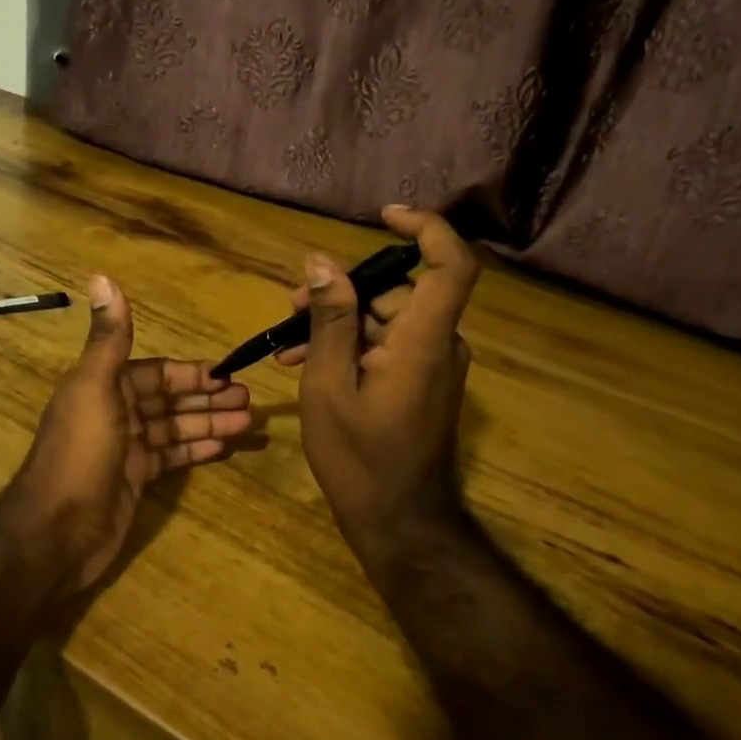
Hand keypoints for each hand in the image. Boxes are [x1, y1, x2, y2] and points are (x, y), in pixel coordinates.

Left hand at [5, 275, 251, 594]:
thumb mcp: (95, 387)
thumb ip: (109, 337)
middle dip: (208, 397)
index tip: (229, 374)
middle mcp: (116, 412)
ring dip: (209, 422)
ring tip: (248, 423)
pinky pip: (172, 458)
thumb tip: (101, 276)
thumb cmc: (81, 452)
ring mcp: (126, 449)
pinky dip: (196, 449)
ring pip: (175, 428)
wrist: (56, 530)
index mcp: (105, 386)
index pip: (158, 372)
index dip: (192, 373)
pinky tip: (224, 447)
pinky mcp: (135, 480)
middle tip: (249, 400)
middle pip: (170, 399)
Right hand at [290, 206, 479, 557]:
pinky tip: (307, 362)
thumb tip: (322, 261)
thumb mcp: (328, 384)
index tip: (384, 216)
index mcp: (424, 340)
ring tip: (288, 345)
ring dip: (340, 323)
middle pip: (399, 292)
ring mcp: (434, 365)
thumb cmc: (358, 458)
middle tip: (292, 307)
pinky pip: (390, 345)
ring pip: (387, 319)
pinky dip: (353, 346)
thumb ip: (330, 320)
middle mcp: (439, 344)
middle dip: (344, 291)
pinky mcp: (424, 382)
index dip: (426, 228)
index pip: (451, 265)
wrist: (398, 522)